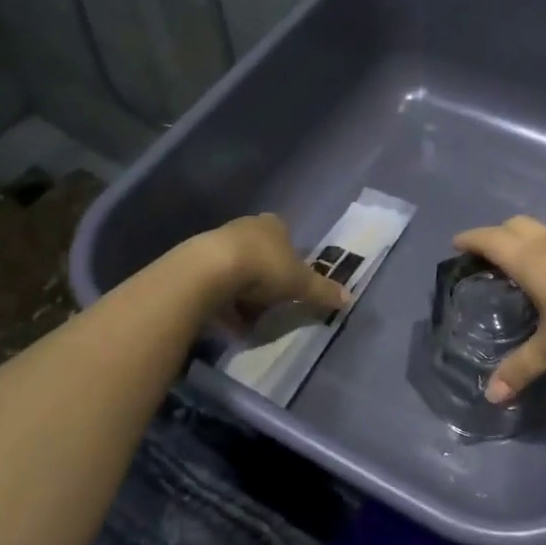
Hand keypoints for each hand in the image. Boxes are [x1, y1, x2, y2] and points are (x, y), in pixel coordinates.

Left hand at [196, 214, 346, 328]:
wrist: (210, 270)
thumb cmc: (264, 268)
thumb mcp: (301, 283)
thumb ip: (323, 290)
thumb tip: (349, 297)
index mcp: (274, 224)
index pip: (285, 235)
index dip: (290, 258)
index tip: (291, 281)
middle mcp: (246, 226)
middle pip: (260, 251)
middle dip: (265, 277)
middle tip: (271, 302)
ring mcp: (218, 240)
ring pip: (237, 267)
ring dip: (242, 291)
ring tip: (246, 318)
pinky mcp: (196, 259)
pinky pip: (215, 281)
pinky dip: (222, 300)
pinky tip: (225, 320)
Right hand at [452, 216, 545, 401]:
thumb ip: (522, 367)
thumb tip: (491, 395)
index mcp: (530, 260)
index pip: (491, 240)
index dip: (471, 239)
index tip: (456, 244)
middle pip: (514, 225)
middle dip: (495, 235)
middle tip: (484, 256)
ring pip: (539, 232)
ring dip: (522, 241)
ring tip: (516, 268)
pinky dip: (545, 251)